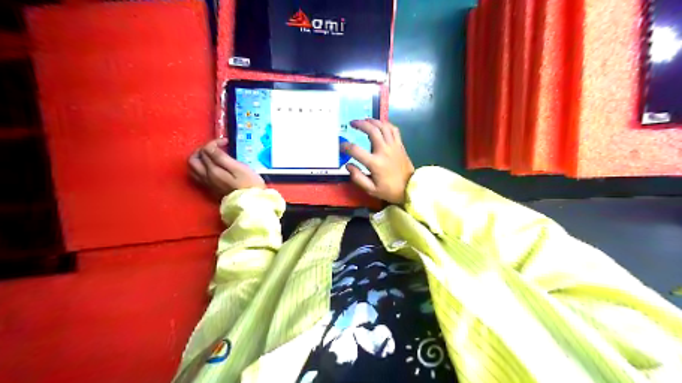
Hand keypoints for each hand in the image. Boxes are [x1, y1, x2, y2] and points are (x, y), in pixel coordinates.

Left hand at [187, 137, 263, 196]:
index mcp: (212, 170)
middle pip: (194, 159)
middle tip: (215, 148)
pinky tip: (211, 168)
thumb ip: (222, 157)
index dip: (214, 143)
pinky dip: (201, 168)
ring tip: (211, 156)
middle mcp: (205, 177)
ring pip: (193, 169)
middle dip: (202, 150)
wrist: (251, 203)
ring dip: (199, 159)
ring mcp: (207, 185)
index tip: (226, 142)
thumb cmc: (249, 184)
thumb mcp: (239, 168)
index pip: (206, 150)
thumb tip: (210, 147)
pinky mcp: (210, 190)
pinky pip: (198, 177)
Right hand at [343, 119, 412, 205]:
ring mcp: (393, 146)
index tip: (342, 147)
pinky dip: (385, 124)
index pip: (356, 150)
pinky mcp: (400, 145)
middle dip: (360, 124)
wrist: (410, 188)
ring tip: (364, 120)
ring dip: (372, 121)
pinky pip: (393, 129)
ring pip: (383, 127)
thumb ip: (358, 178)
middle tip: (352, 123)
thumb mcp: (371, 190)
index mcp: (375, 163)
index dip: (346, 147)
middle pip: (372, 131)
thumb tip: (348, 165)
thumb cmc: (389, 190)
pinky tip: (379, 125)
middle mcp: (384, 151)